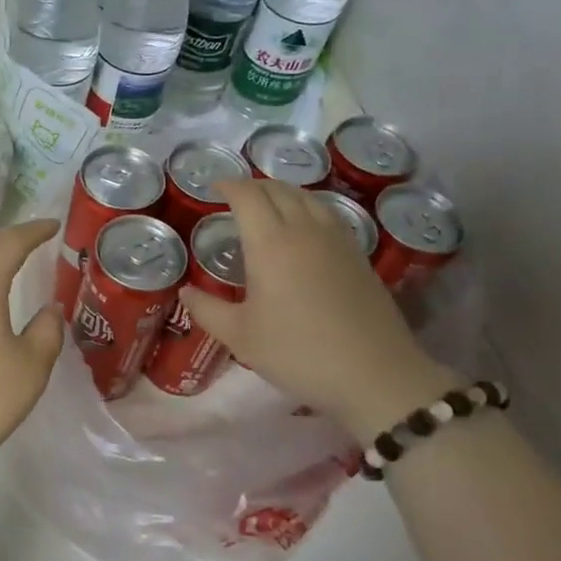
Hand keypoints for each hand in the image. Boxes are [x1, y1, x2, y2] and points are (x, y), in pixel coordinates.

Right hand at [180, 180, 452, 442]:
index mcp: (271, 243)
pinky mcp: (358, 255)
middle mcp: (304, 231)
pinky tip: (303, 227)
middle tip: (234, 196)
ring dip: (282, 192)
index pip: (248, 197)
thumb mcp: (240, 337)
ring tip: (267, 204)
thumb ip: (207, 309)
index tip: (212, 187)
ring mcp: (337, 241)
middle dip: (253, 186)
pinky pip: (328, 214)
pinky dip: (307, 207)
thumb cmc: (298, 352)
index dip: (229, 186)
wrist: (375, 374)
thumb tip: (186, 291)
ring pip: (307, 198)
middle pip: (278, 190)